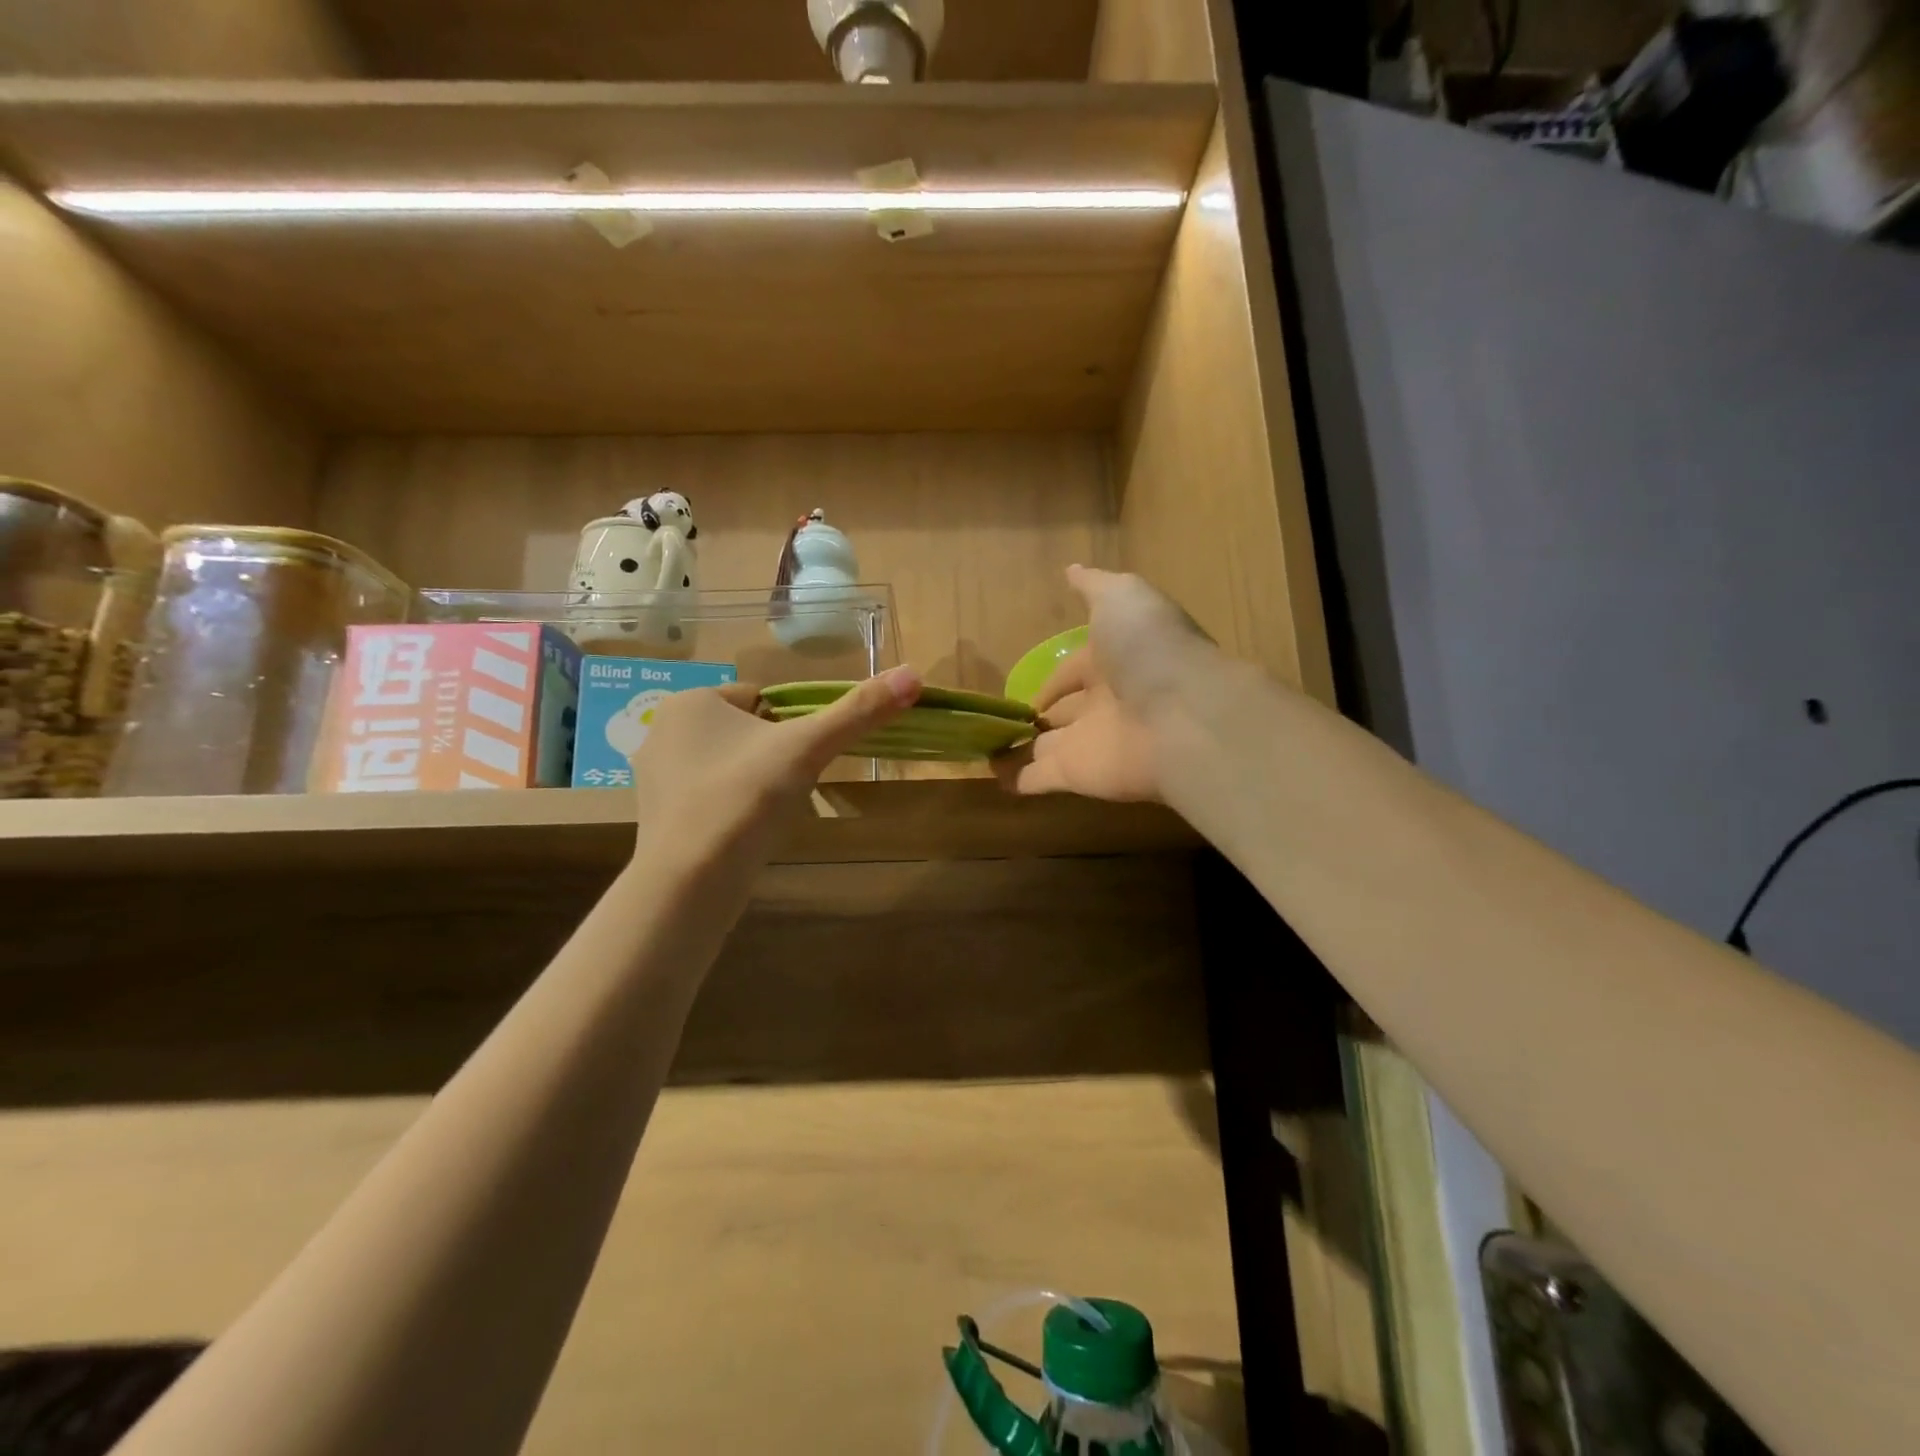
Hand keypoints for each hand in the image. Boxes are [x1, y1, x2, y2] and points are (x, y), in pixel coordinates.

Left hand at [630, 667, 920, 869]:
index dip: (792, 727)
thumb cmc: (746, 799)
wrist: (689, 882)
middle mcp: (663, 730)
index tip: (802, 760)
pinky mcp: (656, 815)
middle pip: (748, 732)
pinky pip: (710, 796)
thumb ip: (859, 711)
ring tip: (765, 815)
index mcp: (692, 701)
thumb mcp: (808, 748)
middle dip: (774, 757)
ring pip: (730, 765)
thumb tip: (914, 675)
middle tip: (786, 790)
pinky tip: (742, 834)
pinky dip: (732, 809)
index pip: (763, 698)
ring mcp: (654, 775)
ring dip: (755, 783)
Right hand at [995, 567, 1216, 802]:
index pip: (1075, 672)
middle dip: (1041, 718)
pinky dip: (1019, 781)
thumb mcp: (1122, 598)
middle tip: (1004, 724)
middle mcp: (1104, 705)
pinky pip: (1041, 779)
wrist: (1183, 715)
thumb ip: (1094, 587)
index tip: (1030, 691)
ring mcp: (1089, 743)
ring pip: (1048, 748)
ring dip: (1023, 751)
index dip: (1054, 680)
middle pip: (1065, 714)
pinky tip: (996, 780)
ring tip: (989, 753)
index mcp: (1115, 664)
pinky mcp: (1077, 776)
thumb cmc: (1149, 649)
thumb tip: (1071, 570)